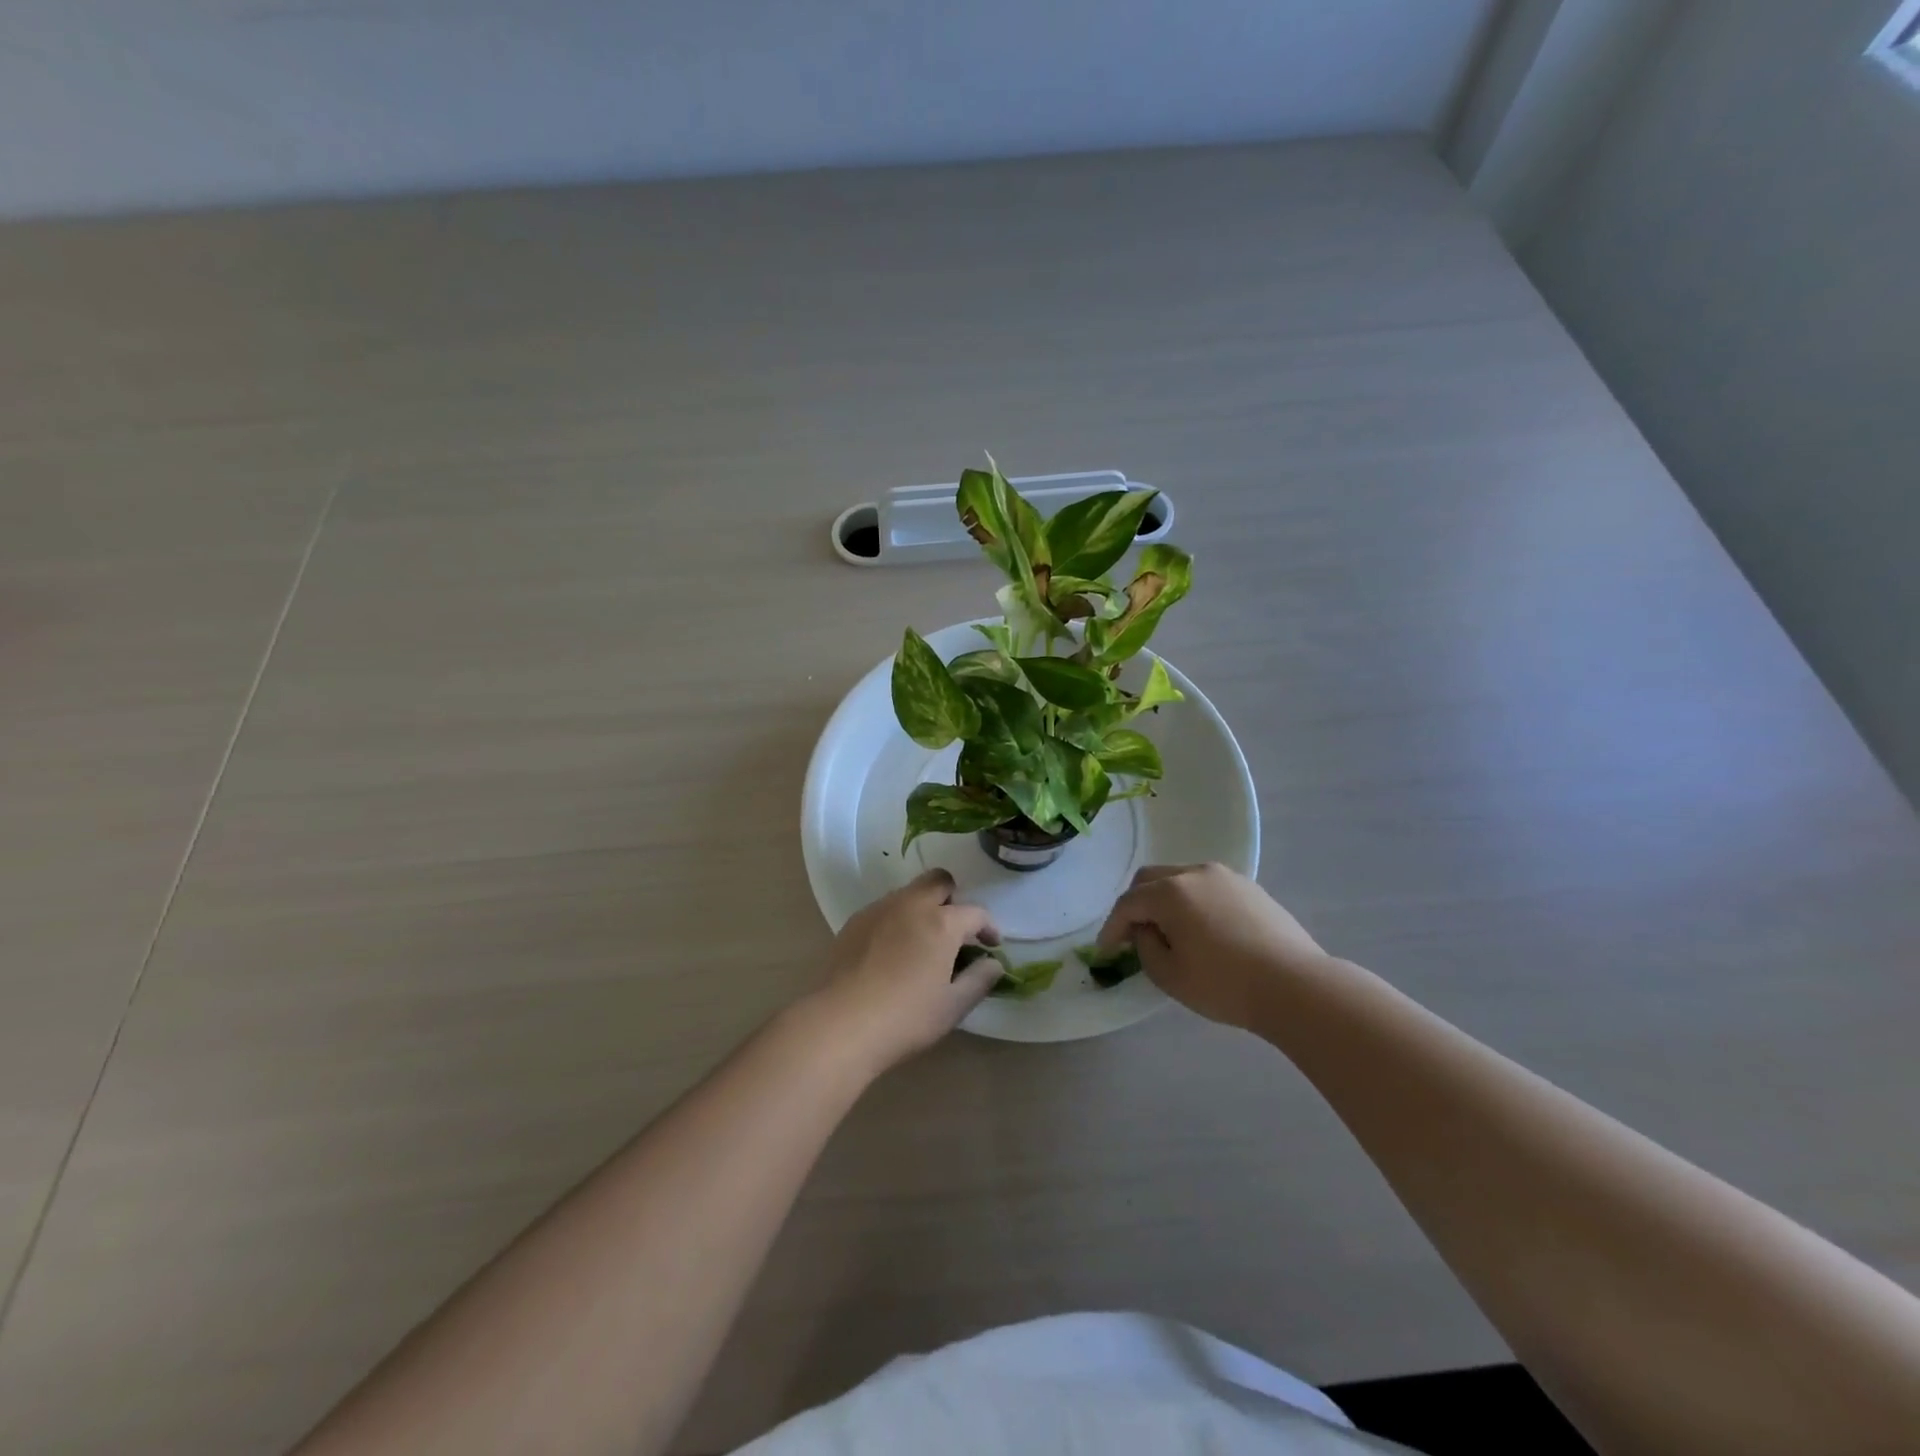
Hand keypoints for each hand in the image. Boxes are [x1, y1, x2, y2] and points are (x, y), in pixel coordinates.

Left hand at [808, 869, 1001, 1075]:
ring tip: (924, 942)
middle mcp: (911, 904)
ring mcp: (879, 909)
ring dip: (924, 907)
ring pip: (910, 892)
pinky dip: (898, 919)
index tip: (991, 945)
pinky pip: (885, 908)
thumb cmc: (905, 1017)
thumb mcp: (953, 1006)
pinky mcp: (855, 921)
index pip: (975, 912)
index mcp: (942, 922)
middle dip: (954, 899)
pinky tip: (893, 951)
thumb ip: (979, 980)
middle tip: (956, 930)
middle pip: (939, 881)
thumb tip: (993, 963)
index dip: (988, 927)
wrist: (840, 1023)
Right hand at [1096, 863, 1327, 1028]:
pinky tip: (1201, 929)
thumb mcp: (1170, 975)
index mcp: (1170, 892)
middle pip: (1150, 880)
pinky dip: (1192, 902)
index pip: (1128, 903)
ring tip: (1168, 931)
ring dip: (1164, 900)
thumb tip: (1146, 929)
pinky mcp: (1250, 887)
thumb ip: (1145, 946)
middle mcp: (1194, 873)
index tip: (1105, 950)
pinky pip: (1207, 887)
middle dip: (1135, 905)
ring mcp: (1225, 876)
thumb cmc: (1225, 984)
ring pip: (1180, 879)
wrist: (1296, 986)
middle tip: (1131, 934)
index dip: (1112, 927)